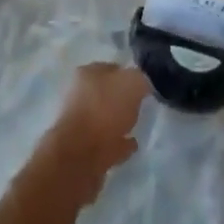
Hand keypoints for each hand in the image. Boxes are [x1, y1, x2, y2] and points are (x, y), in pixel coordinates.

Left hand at [33, 62, 148, 202]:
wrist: (80, 156)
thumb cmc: (104, 111)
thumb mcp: (132, 83)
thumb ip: (140, 79)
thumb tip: (142, 85)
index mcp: (87, 74)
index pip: (112, 68)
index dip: (129, 74)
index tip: (144, 85)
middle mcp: (79, 94)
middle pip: (107, 93)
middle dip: (122, 99)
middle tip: (141, 105)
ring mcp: (79, 123)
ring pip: (105, 118)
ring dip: (119, 121)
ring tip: (137, 126)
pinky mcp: (82, 149)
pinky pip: (106, 141)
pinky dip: (118, 143)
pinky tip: (131, 145)